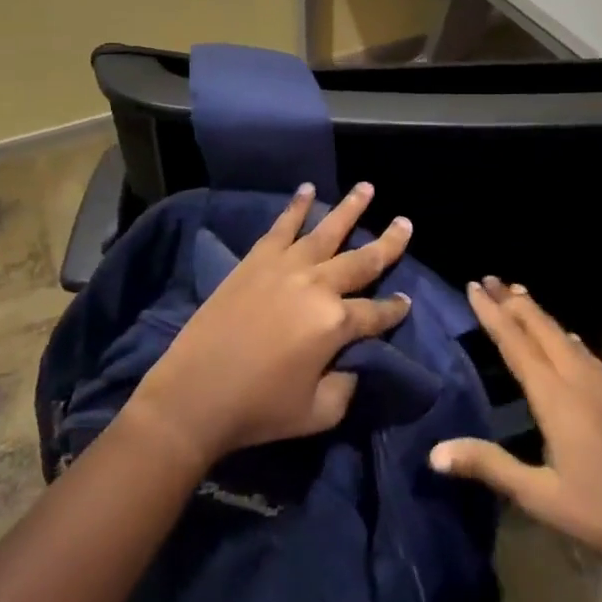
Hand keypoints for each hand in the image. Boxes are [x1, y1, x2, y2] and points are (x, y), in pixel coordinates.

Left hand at [126, 182, 412, 468]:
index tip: (406, 301)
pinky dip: (296, 206)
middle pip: (362, 260)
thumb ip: (346, 387)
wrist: (195, 393)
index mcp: (336, 323)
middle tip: (405, 224)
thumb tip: (352, 364)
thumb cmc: (258, 409)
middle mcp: (317, 285)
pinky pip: (282, 226)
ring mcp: (286, 267)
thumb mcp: (317, 413)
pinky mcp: (256, 260)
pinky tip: (307, 189)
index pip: (376, 312)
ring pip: (327, 230)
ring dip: (350, 208)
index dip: (394, 309)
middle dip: (388, 243)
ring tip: (367, 187)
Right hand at [430, 277, 601, 582]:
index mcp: (556, 397)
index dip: (492, 313)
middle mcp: (580, 379)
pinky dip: (563, 334)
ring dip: (538, 313)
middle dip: (513, 301)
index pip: (516, 342)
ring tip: (519, 295)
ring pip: (564, 335)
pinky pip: (584, 351)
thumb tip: (434, 453)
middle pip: (541, 328)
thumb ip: (489, 466)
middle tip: (488, 278)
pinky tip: (566, 339)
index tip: (473, 286)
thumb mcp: (540, 497)